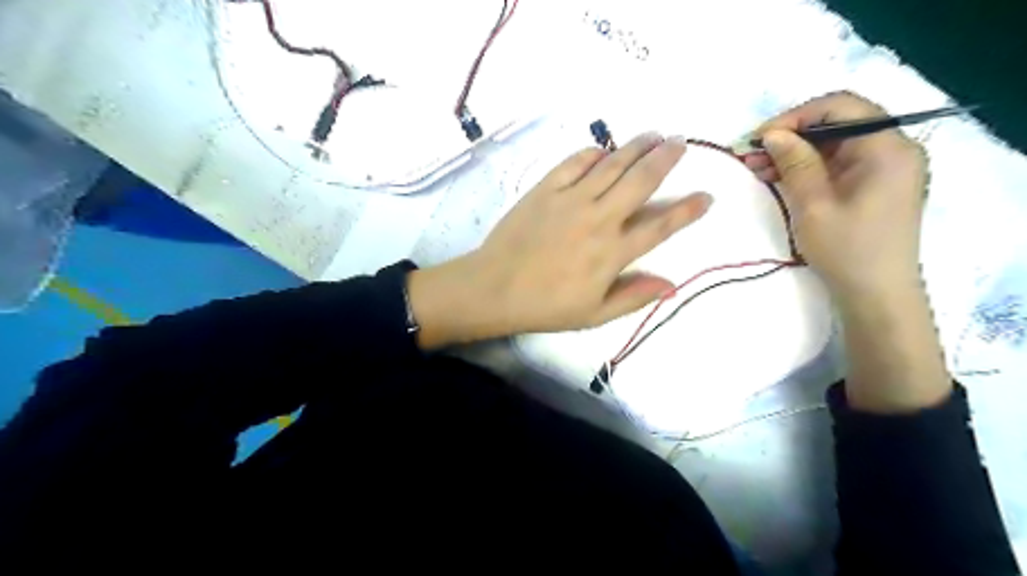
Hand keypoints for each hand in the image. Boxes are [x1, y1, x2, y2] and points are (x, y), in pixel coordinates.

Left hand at [405, 131, 711, 345]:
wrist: (494, 288)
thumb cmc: (545, 306)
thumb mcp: (594, 314)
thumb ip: (633, 297)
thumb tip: (672, 284)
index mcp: (613, 253)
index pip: (660, 226)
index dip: (686, 211)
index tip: (706, 197)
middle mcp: (598, 219)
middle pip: (640, 181)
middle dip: (665, 159)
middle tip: (679, 143)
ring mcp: (571, 200)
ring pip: (612, 165)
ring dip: (636, 147)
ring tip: (653, 135)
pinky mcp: (545, 189)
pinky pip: (574, 162)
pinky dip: (593, 153)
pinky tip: (603, 150)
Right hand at [748, 90, 930, 301]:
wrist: (875, 294)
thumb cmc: (847, 250)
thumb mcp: (814, 205)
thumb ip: (795, 163)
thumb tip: (773, 133)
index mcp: (888, 148)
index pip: (842, 107)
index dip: (797, 116)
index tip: (760, 137)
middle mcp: (892, 149)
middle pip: (837, 123)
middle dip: (791, 135)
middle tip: (751, 153)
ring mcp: (883, 168)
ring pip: (832, 144)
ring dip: (793, 152)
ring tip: (755, 166)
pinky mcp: (871, 184)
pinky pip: (835, 164)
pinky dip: (805, 167)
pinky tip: (776, 176)